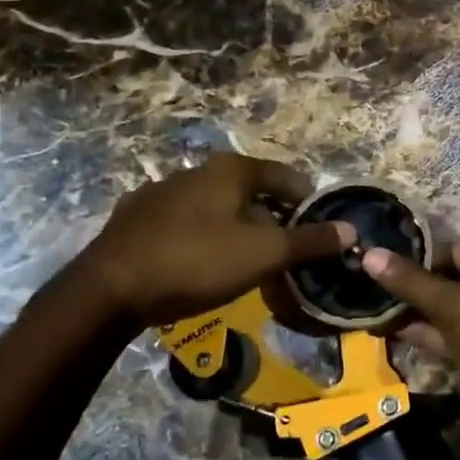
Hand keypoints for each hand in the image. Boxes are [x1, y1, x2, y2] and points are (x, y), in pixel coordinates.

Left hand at [78, 155, 353, 328]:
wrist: (108, 289)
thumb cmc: (196, 262)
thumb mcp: (263, 254)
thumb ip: (309, 241)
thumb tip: (351, 230)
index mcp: (230, 170)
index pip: (285, 176)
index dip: (308, 201)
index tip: (319, 229)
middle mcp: (196, 171)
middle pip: (250, 190)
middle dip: (272, 218)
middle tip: (285, 251)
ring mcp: (161, 192)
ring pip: (215, 206)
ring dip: (236, 228)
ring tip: (246, 261)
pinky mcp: (135, 218)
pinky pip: (184, 223)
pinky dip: (202, 237)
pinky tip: (200, 264)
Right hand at [361, 239, 459, 459]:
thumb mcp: (454, 305)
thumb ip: (411, 281)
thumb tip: (370, 254)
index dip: (426, 258)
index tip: (388, 266)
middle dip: (422, 289)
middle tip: (378, 290)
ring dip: (425, 315)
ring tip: (380, 312)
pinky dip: (436, 337)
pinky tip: (399, 334)